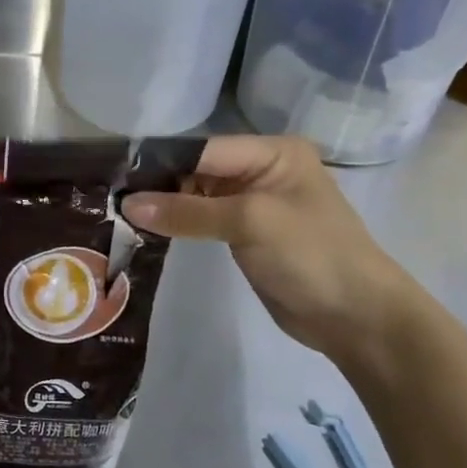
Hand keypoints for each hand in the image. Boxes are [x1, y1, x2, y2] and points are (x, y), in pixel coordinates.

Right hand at [122, 135, 424, 363]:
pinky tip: (145, 227)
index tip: (114, 172)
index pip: (204, 148)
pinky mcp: (244, 234)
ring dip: (163, 205)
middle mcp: (260, 170)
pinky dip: (176, 224)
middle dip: (158, 183)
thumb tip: (127, 204)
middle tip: (109, 195)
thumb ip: (187, 211)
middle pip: (196, 169)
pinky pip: (201, 220)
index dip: (161, 160)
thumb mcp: (250, 223)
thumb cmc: (312, 255)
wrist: (357, 319)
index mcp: (272, 152)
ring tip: (117, 211)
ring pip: (195, 195)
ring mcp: (252, 203)